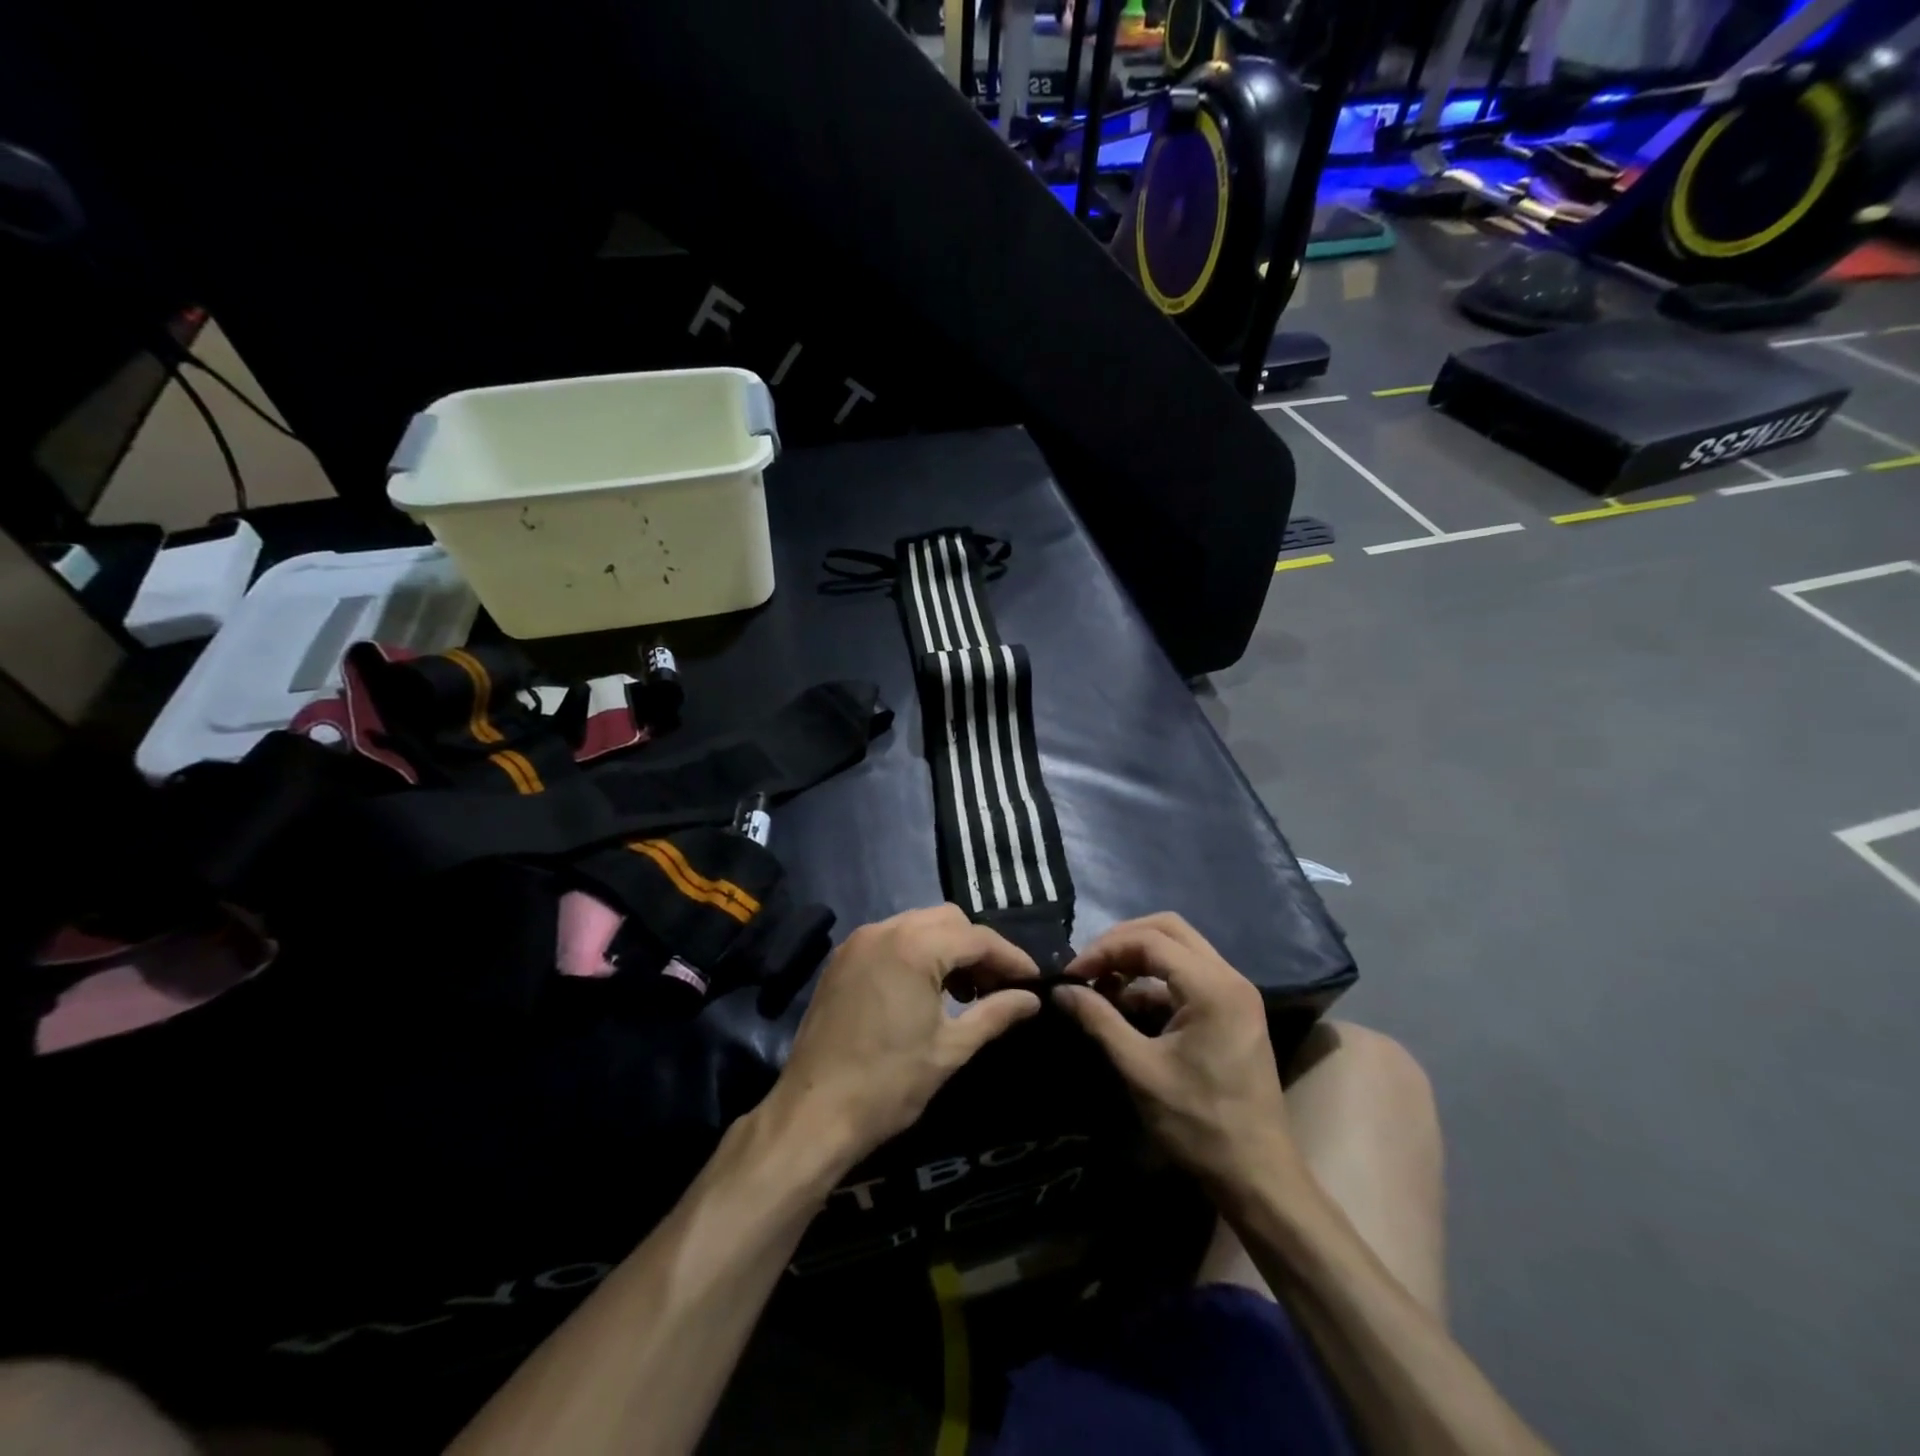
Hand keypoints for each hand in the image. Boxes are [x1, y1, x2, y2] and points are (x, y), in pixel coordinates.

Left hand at [767, 905, 1041, 1165]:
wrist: (812, 1114)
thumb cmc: (888, 1084)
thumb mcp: (951, 1049)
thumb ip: (996, 1014)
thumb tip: (1031, 999)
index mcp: (914, 947)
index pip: (977, 938)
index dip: (1010, 957)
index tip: (1033, 981)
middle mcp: (885, 930)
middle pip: (948, 920)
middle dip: (978, 948)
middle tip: (998, 987)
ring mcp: (859, 941)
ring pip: (918, 925)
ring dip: (947, 948)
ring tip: (965, 992)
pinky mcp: (842, 959)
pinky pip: (892, 938)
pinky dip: (917, 952)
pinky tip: (926, 990)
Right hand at [1053, 913, 1304, 1189]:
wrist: (1258, 1177)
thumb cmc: (1199, 1123)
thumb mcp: (1140, 1069)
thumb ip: (1099, 1020)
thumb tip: (1061, 990)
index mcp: (1212, 986)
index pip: (1149, 940)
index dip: (1104, 950)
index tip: (1072, 975)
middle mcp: (1229, 977)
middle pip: (1168, 929)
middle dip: (1122, 942)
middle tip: (1089, 968)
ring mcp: (1235, 993)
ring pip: (1179, 948)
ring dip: (1138, 958)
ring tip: (1102, 985)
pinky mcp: (1233, 1011)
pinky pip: (1188, 974)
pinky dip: (1155, 979)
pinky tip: (1128, 1006)